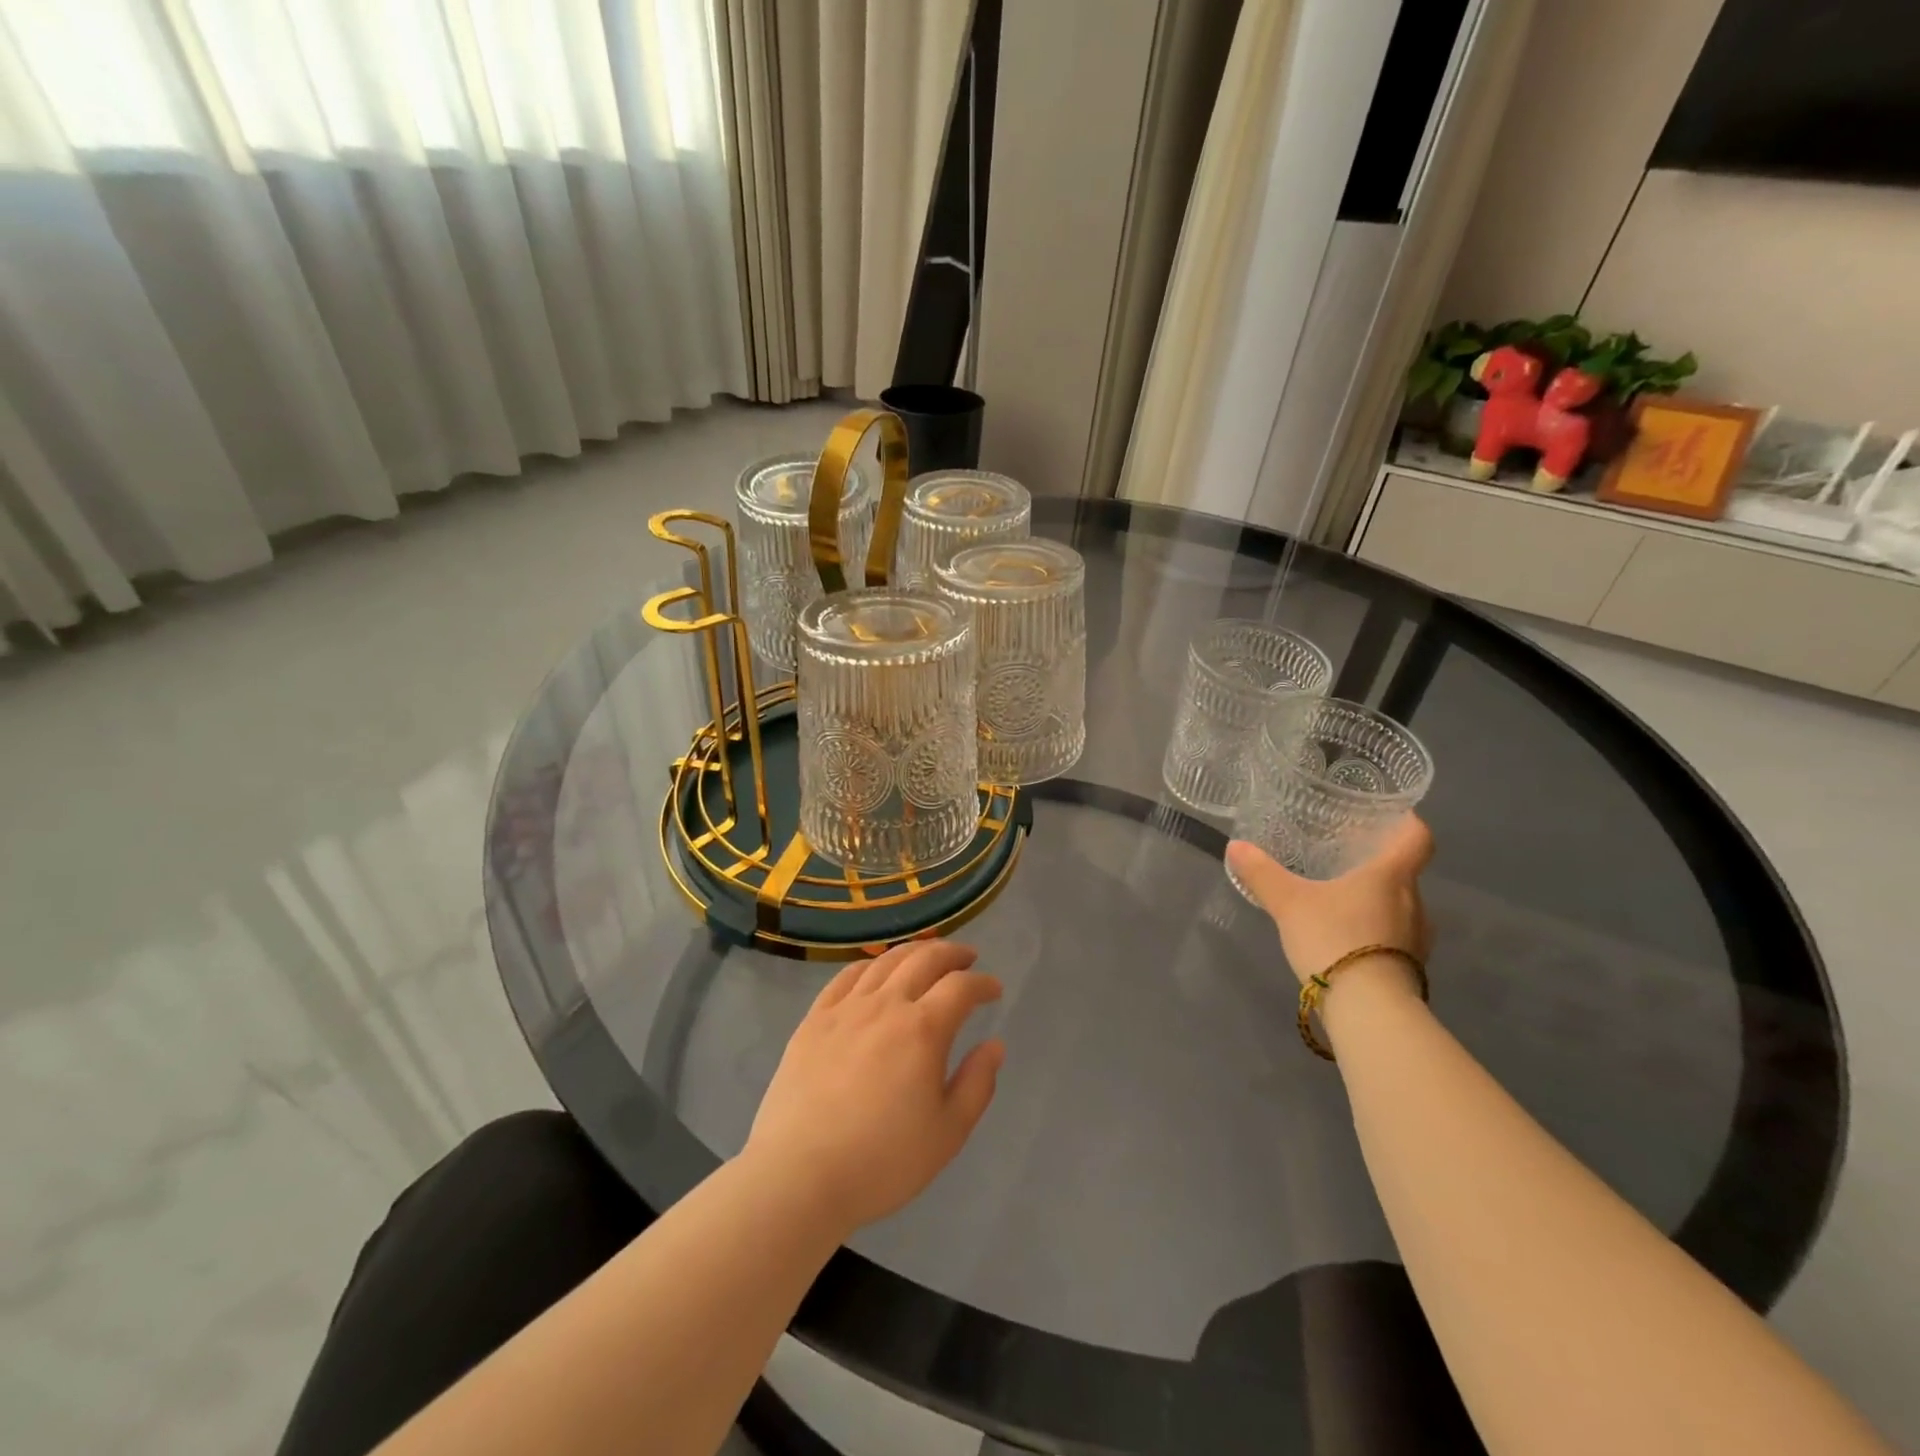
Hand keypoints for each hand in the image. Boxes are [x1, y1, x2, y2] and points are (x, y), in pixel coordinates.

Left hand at [743, 940, 1003, 1234]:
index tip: (994, 989)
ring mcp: (846, 1008)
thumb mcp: (947, 1133)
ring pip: (885, 961)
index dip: (982, 984)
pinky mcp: (814, 1019)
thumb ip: (976, 1084)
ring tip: (927, 955)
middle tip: (967, 958)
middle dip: (952, 953)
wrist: (799, 1176)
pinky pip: (846, 976)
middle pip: (924, 959)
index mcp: (923, 1030)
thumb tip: (994, 1046)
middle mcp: (886, 1005)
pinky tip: (875, 971)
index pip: (961, 987)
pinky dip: (870, 965)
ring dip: (914, 951)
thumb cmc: (882, 1162)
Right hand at [1226, 816, 1433, 989]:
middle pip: (1404, 873)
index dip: (1406, 822)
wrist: (1369, 1009)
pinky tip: (1346, 936)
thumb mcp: (1289, 903)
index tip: (1389, 816)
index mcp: (1392, 876)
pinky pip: (1395, 936)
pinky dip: (1375, 930)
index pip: (1417, 838)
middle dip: (1377, 865)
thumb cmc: (1335, 939)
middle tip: (1344, 858)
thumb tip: (1236, 846)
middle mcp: (1414, 902)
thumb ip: (1263, 874)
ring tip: (1341, 899)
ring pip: (1400, 906)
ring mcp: (1417, 938)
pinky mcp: (1411, 967)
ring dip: (1376, 900)